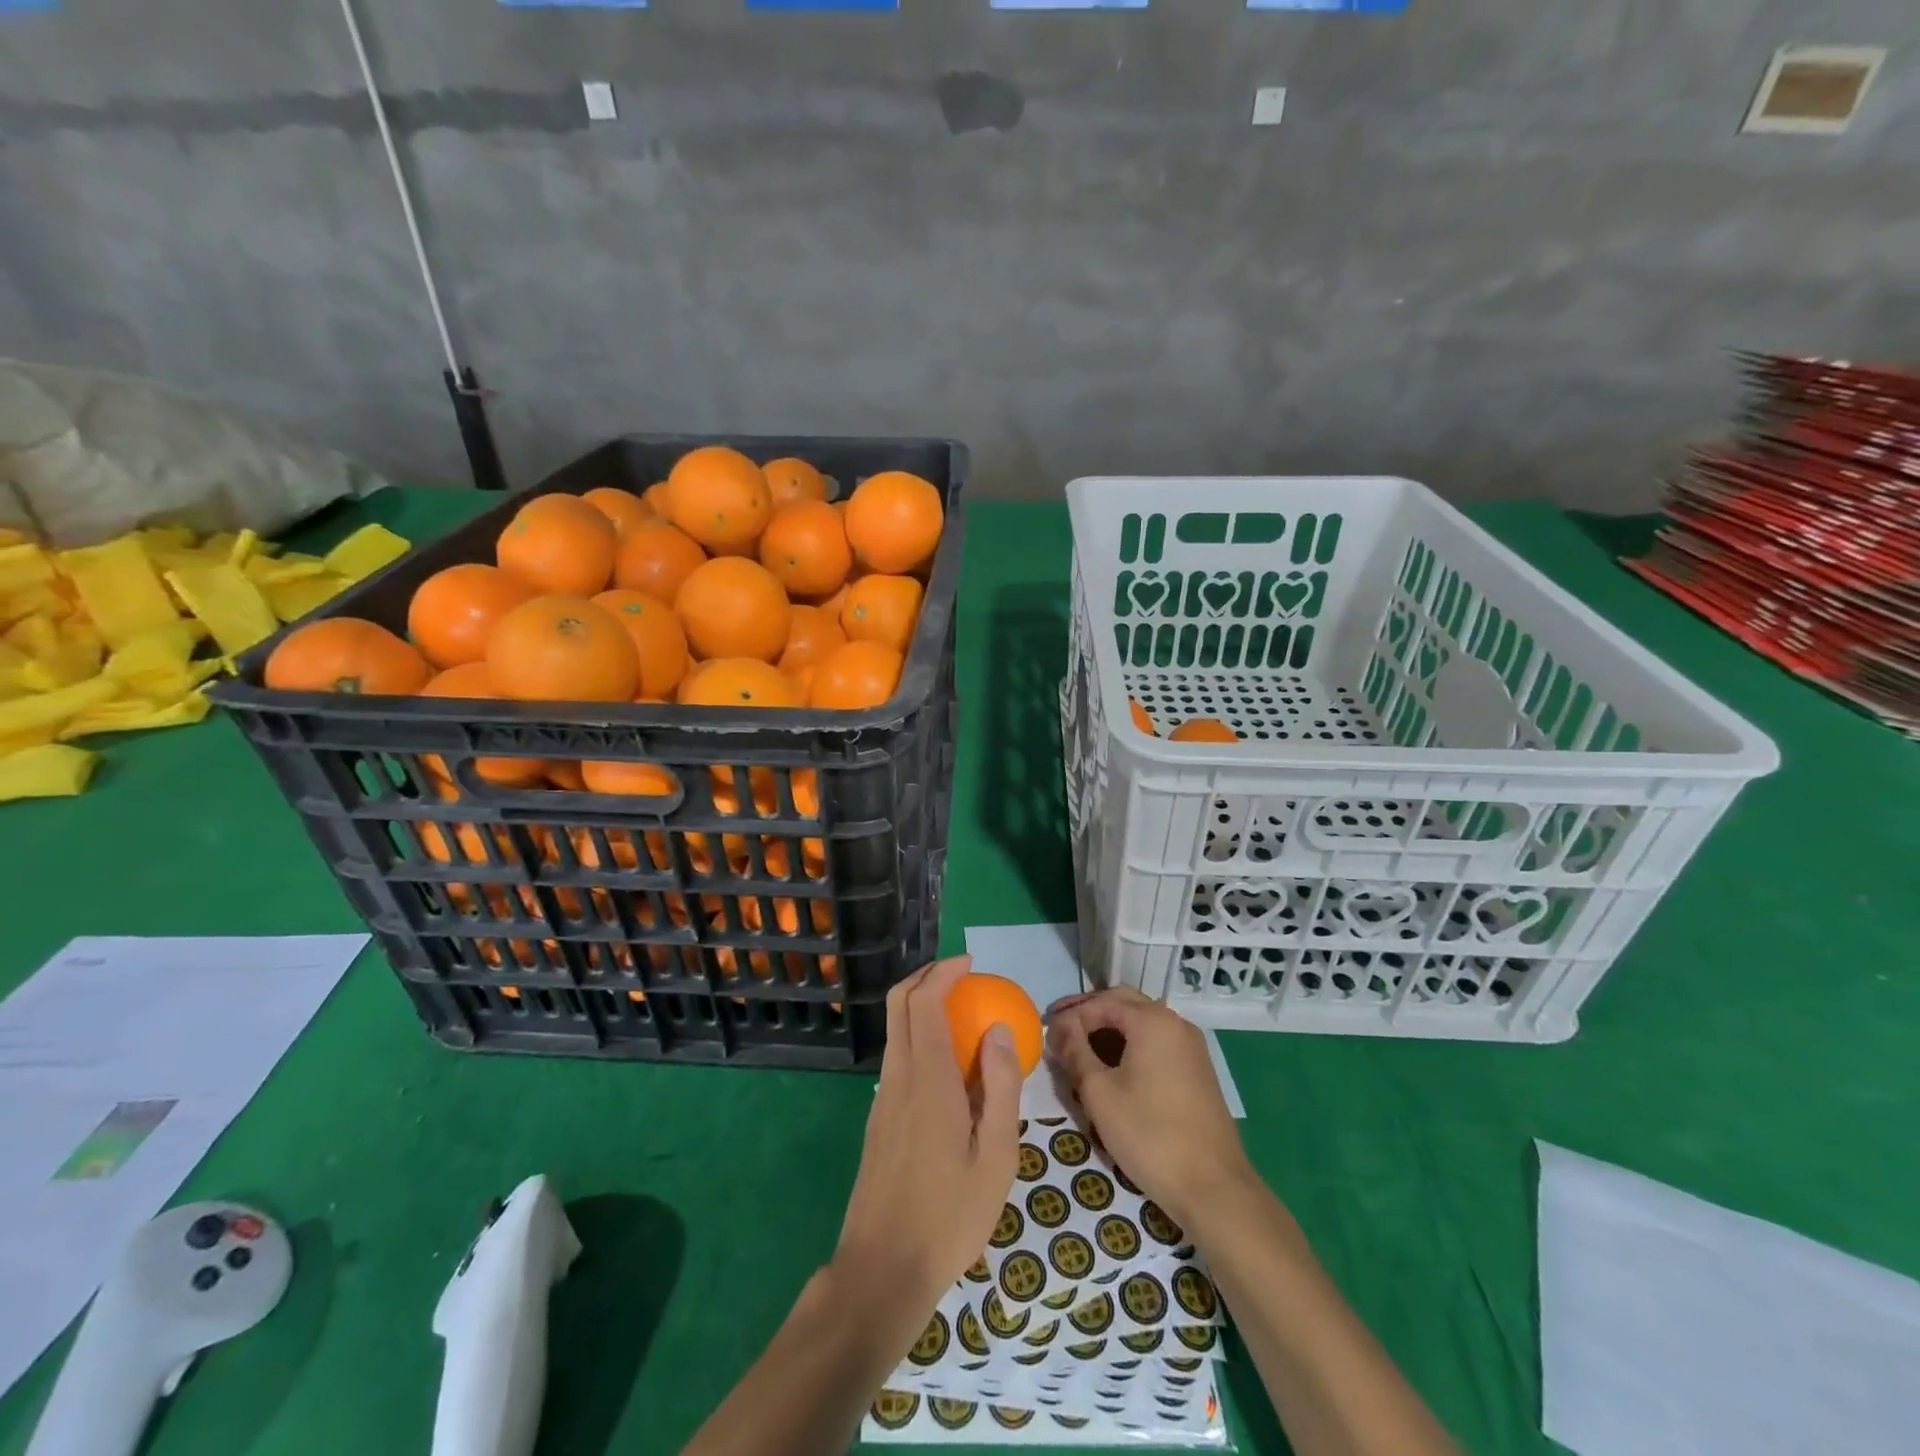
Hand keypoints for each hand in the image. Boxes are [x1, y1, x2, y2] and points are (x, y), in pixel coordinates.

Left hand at [834, 955, 1022, 1317]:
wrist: (882, 1270)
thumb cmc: (949, 1216)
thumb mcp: (997, 1157)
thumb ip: (1001, 1088)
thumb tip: (999, 1030)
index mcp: (927, 1080)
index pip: (924, 1003)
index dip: (944, 973)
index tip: (971, 964)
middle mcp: (897, 1077)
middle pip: (898, 1004)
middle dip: (926, 977)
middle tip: (962, 976)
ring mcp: (882, 1098)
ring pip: (894, 1030)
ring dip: (920, 1006)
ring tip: (962, 1016)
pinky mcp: (878, 1119)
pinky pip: (897, 1057)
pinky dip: (918, 1037)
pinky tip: (949, 1067)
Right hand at [1047, 987, 1253, 1231]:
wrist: (1214, 1188)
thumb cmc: (1150, 1135)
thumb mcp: (1100, 1093)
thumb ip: (1075, 1053)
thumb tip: (1058, 1029)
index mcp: (1152, 1020)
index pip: (1101, 1002)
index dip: (1070, 1016)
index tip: (1046, 1034)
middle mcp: (1175, 1023)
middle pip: (1124, 1004)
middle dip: (1090, 1015)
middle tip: (1061, 1032)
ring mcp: (1190, 1046)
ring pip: (1141, 1023)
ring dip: (1109, 1030)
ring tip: (1080, 1051)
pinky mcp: (1196, 1070)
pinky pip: (1156, 1043)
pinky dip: (1130, 1045)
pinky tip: (1111, 1067)